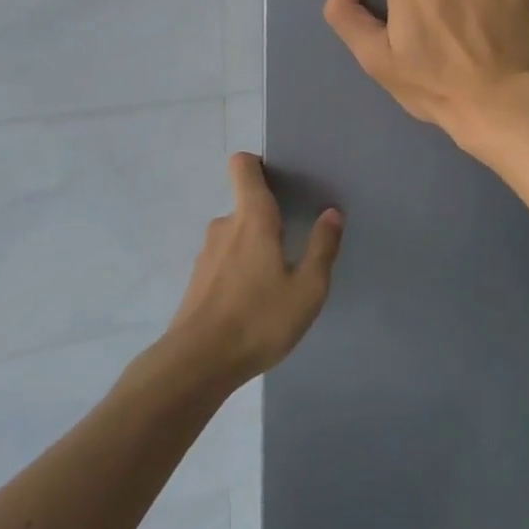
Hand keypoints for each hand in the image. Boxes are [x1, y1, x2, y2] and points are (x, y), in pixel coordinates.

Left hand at [167, 153, 344, 383]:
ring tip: (277, 280)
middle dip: (269, 218)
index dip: (259, 165)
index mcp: (252, 217)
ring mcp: (207, 253)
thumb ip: (322, 247)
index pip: (243, 166)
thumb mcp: (307, 289)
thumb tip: (331, 213)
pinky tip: (254, 302)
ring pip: (236, 235)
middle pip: (246, 204)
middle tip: (294, 243)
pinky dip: (240, 270)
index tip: (282, 183)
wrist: (197, 363)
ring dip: (254, 248)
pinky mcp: (198, 279)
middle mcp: (225, 225)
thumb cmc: (259, 320)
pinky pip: (225, 260)